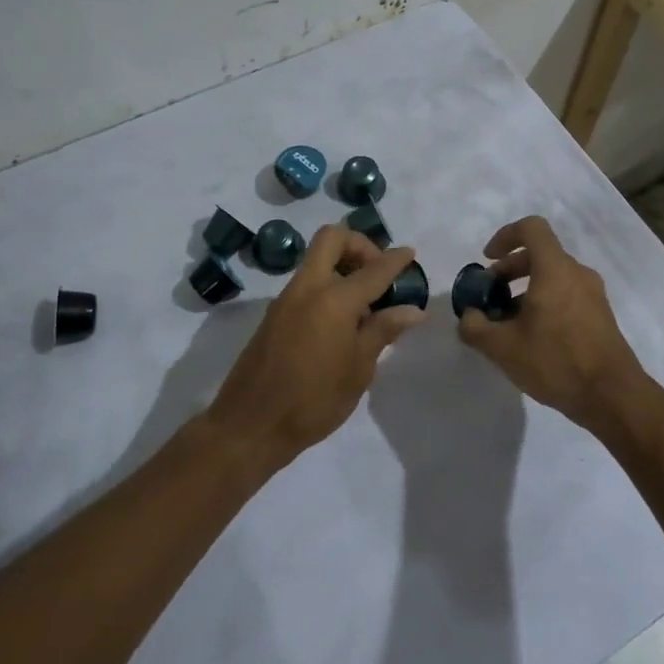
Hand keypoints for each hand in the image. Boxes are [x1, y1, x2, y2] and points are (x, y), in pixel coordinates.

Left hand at [205, 225, 423, 474]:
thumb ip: (383, 331)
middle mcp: (308, 288)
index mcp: (334, 300)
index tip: (410, 254)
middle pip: (332, 238)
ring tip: (365, 305)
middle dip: (359, 244)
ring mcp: (286, 298)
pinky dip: (327, 285)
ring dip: (342, 265)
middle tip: (377, 272)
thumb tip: (413, 309)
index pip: (374, 269)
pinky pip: (306, 282)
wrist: (250, 425)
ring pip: (316, 259)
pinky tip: (341, 322)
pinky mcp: (274, 313)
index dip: (396, 259)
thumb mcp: (358, 370)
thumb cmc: (313, 401)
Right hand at [456, 216, 651, 431]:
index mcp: (555, 269)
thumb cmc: (556, 361)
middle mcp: (577, 273)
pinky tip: (531, 337)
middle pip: (540, 254)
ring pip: (553, 277)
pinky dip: (544, 302)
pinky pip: (566, 295)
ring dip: (526, 289)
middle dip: (510, 269)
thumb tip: (469, 316)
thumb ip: (475, 327)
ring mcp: (593, 295)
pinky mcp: (600, 316)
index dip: (505, 236)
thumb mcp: (502, 348)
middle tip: (490, 295)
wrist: (613, 397)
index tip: (487, 259)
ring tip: (506, 321)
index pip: (532, 228)